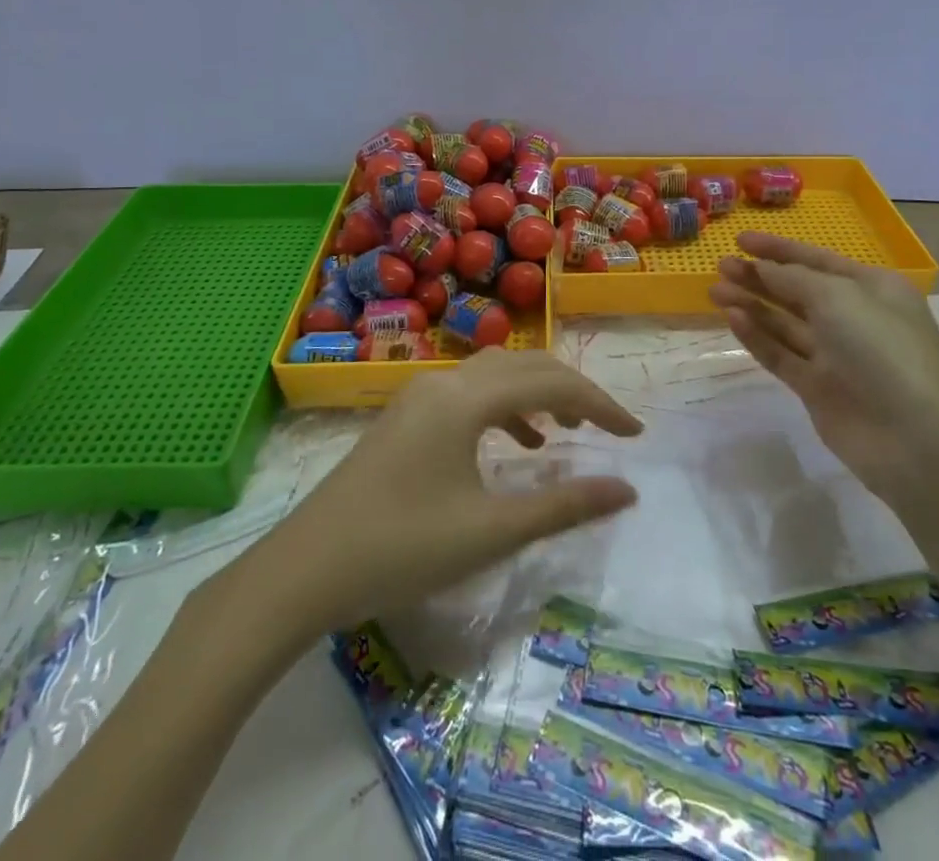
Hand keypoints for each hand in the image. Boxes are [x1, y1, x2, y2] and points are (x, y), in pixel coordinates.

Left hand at [220, 350, 641, 641]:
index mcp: (466, 399)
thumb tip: (626, 488)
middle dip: (572, 391)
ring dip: (536, 395)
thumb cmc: (401, 549)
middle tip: (608, 428)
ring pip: (495, 376)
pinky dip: (502, 410)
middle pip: (525, 366)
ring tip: (566, 432)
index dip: (599, 405)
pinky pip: (469, 395)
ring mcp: (420, 396)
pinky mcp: (405, 417)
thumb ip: (563, 505)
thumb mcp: (490, 531)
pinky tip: (515, 444)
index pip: (551, 383)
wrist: (302, 571)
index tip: (635, 433)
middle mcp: (445, 382)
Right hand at [709, 232, 938, 486]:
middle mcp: (854, 317)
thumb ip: (792, 279)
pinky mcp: (818, 389)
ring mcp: (835, 355)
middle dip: (759, 276)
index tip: (739, 238)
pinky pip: (781, 354)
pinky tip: (732, 318)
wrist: (914, 439)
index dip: (778, 249)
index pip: (816, 259)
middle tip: (721, 265)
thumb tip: (761, 267)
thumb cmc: (882, 350)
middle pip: (797, 290)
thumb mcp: (838, 298)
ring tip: (714, 290)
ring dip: (752, 304)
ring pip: (784, 323)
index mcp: (871, 288)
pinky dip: (757, 336)